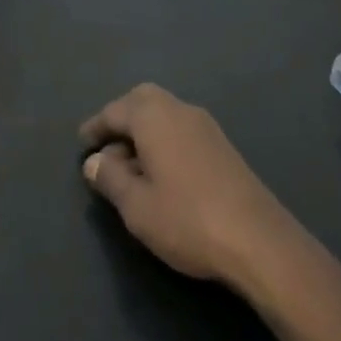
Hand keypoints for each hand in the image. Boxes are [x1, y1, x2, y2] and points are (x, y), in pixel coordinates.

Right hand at [80, 84, 305, 292]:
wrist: (259, 240)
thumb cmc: (187, 220)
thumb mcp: (136, 206)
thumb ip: (110, 179)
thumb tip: (95, 161)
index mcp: (154, 116)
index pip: (115, 110)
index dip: (95, 126)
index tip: (82, 143)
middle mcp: (179, 110)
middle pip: (143, 100)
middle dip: (121, 118)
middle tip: (106, 147)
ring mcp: (205, 126)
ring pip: (165, 113)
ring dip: (143, 130)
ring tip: (129, 167)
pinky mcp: (222, 146)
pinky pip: (181, 129)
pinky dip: (163, 140)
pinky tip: (160, 173)